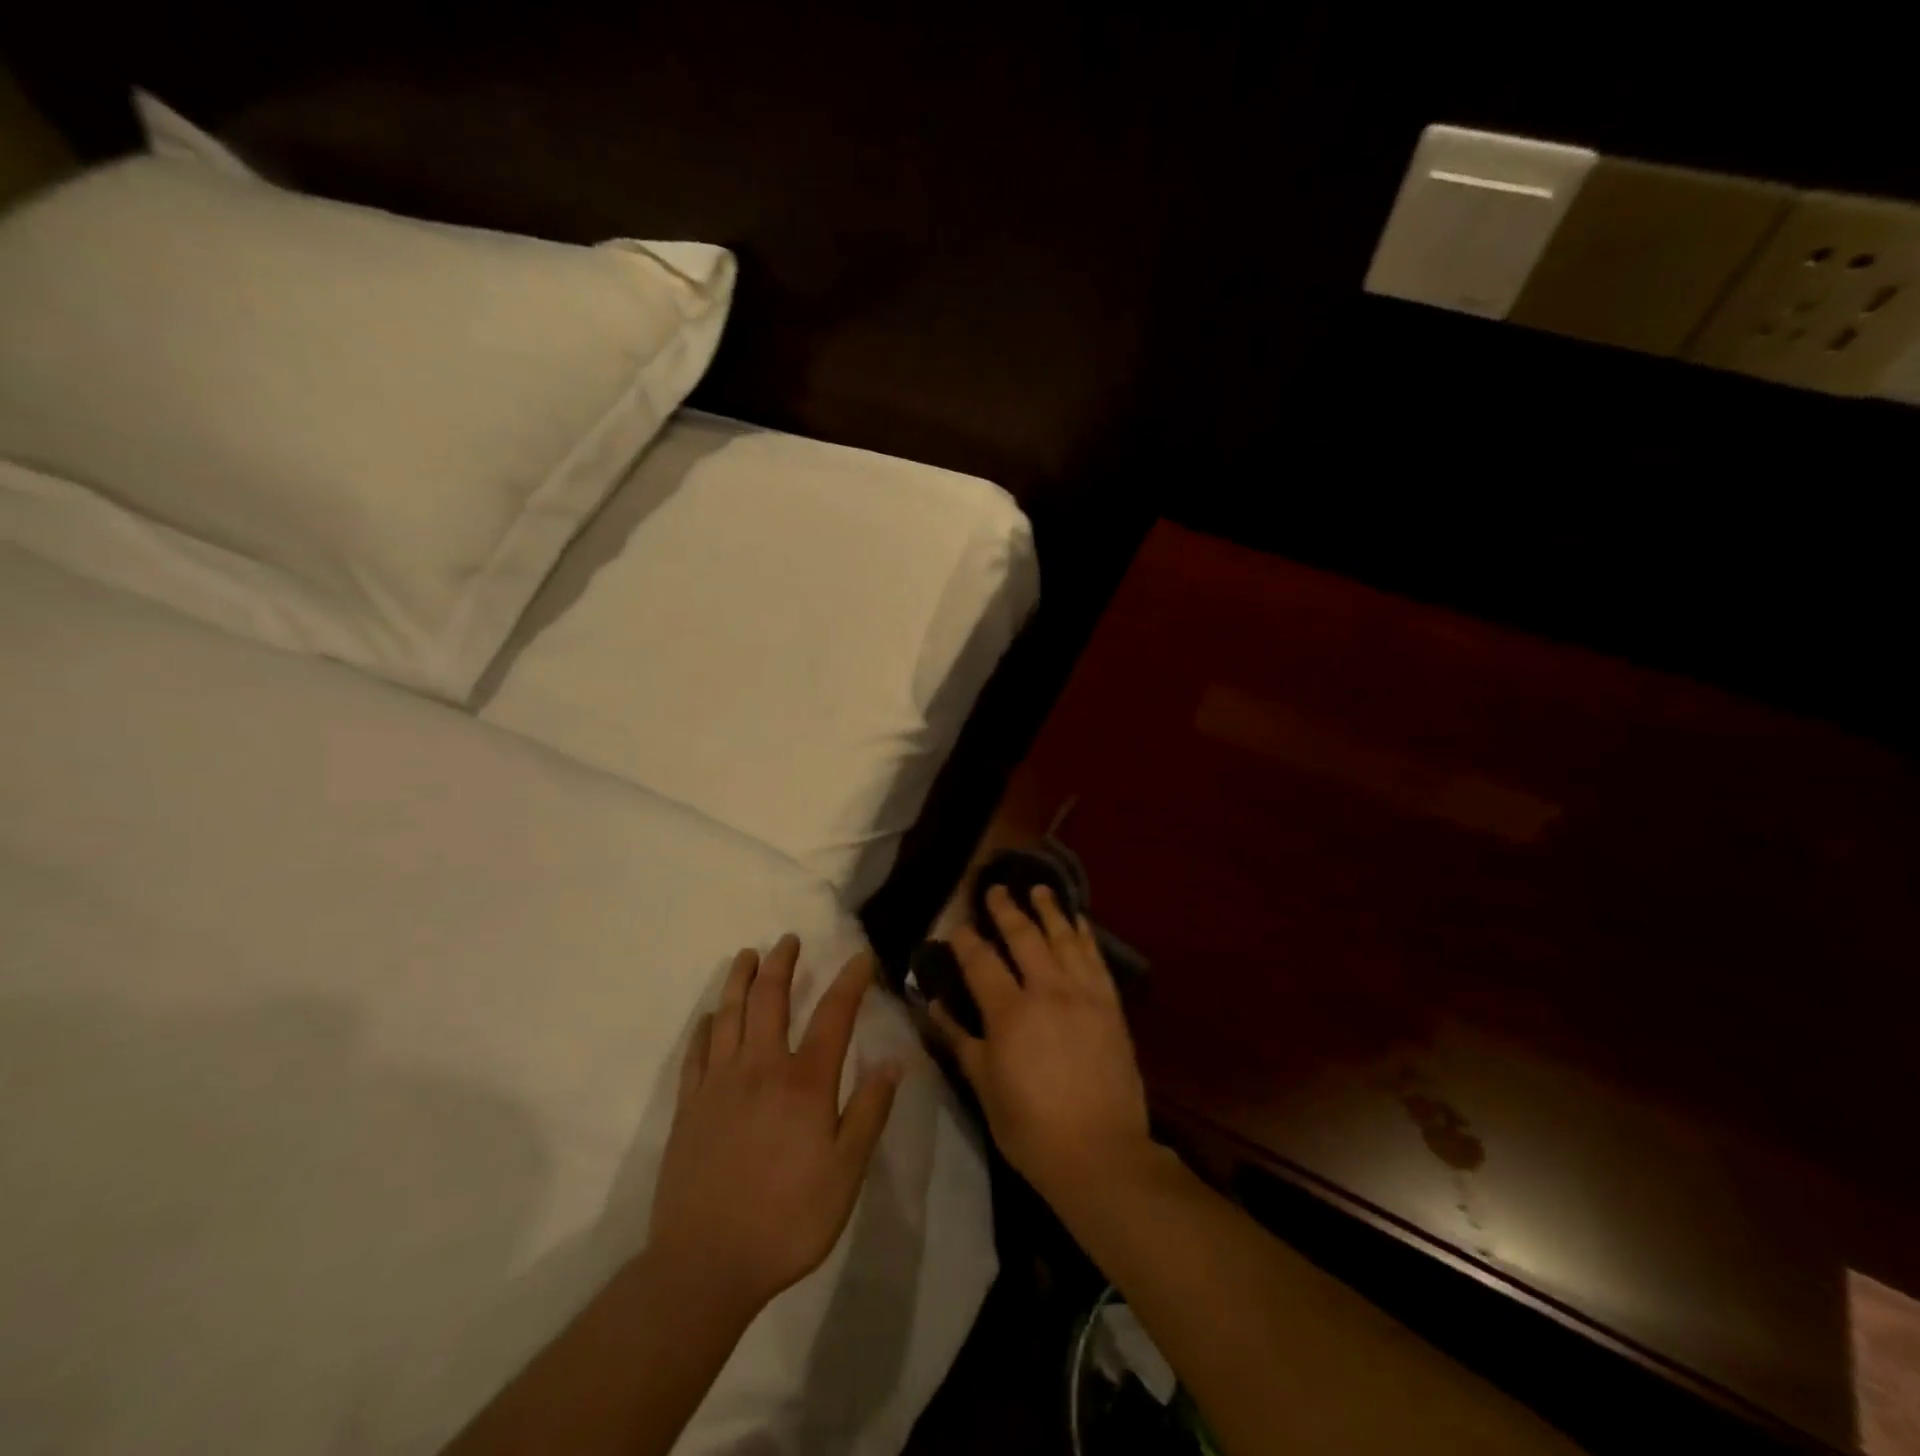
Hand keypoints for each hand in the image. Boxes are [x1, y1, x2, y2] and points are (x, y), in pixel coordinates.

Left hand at [647, 936, 899, 1317]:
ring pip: (728, 1015)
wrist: (705, 1265)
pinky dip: (704, 1027)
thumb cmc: (787, 1219)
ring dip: (739, 980)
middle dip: (781, 964)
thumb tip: (893, 1062)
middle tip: (788, 939)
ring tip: (747, 956)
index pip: (834, 1015)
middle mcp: (761, 1068)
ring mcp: (719, 1084)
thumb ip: (868, 1112)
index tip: (860, 958)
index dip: (850, 982)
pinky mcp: (688, 1107)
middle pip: (770, 1000)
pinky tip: (709, 1017)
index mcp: (804, 1082)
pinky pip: (696, 1053)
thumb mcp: (846, 1172)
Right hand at [929, 886, 1153, 1210]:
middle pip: (1024, 936)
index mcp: (1010, 1013)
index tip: (957, 925)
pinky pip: (1096, 958)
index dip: (966, 939)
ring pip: (1064, 938)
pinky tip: (1078, 921)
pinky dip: (1085, 935)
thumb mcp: (984, 1086)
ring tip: (1039, 889)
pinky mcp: (1111, 1005)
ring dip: (1049, 910)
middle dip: (1006, 909)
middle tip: (995, 889)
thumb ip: (959, 1039)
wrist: (1101, 1153)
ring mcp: (1083, 994)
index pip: (981, 961)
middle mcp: (1047, 991)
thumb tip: (933, 1005)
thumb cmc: (1031, 1128)